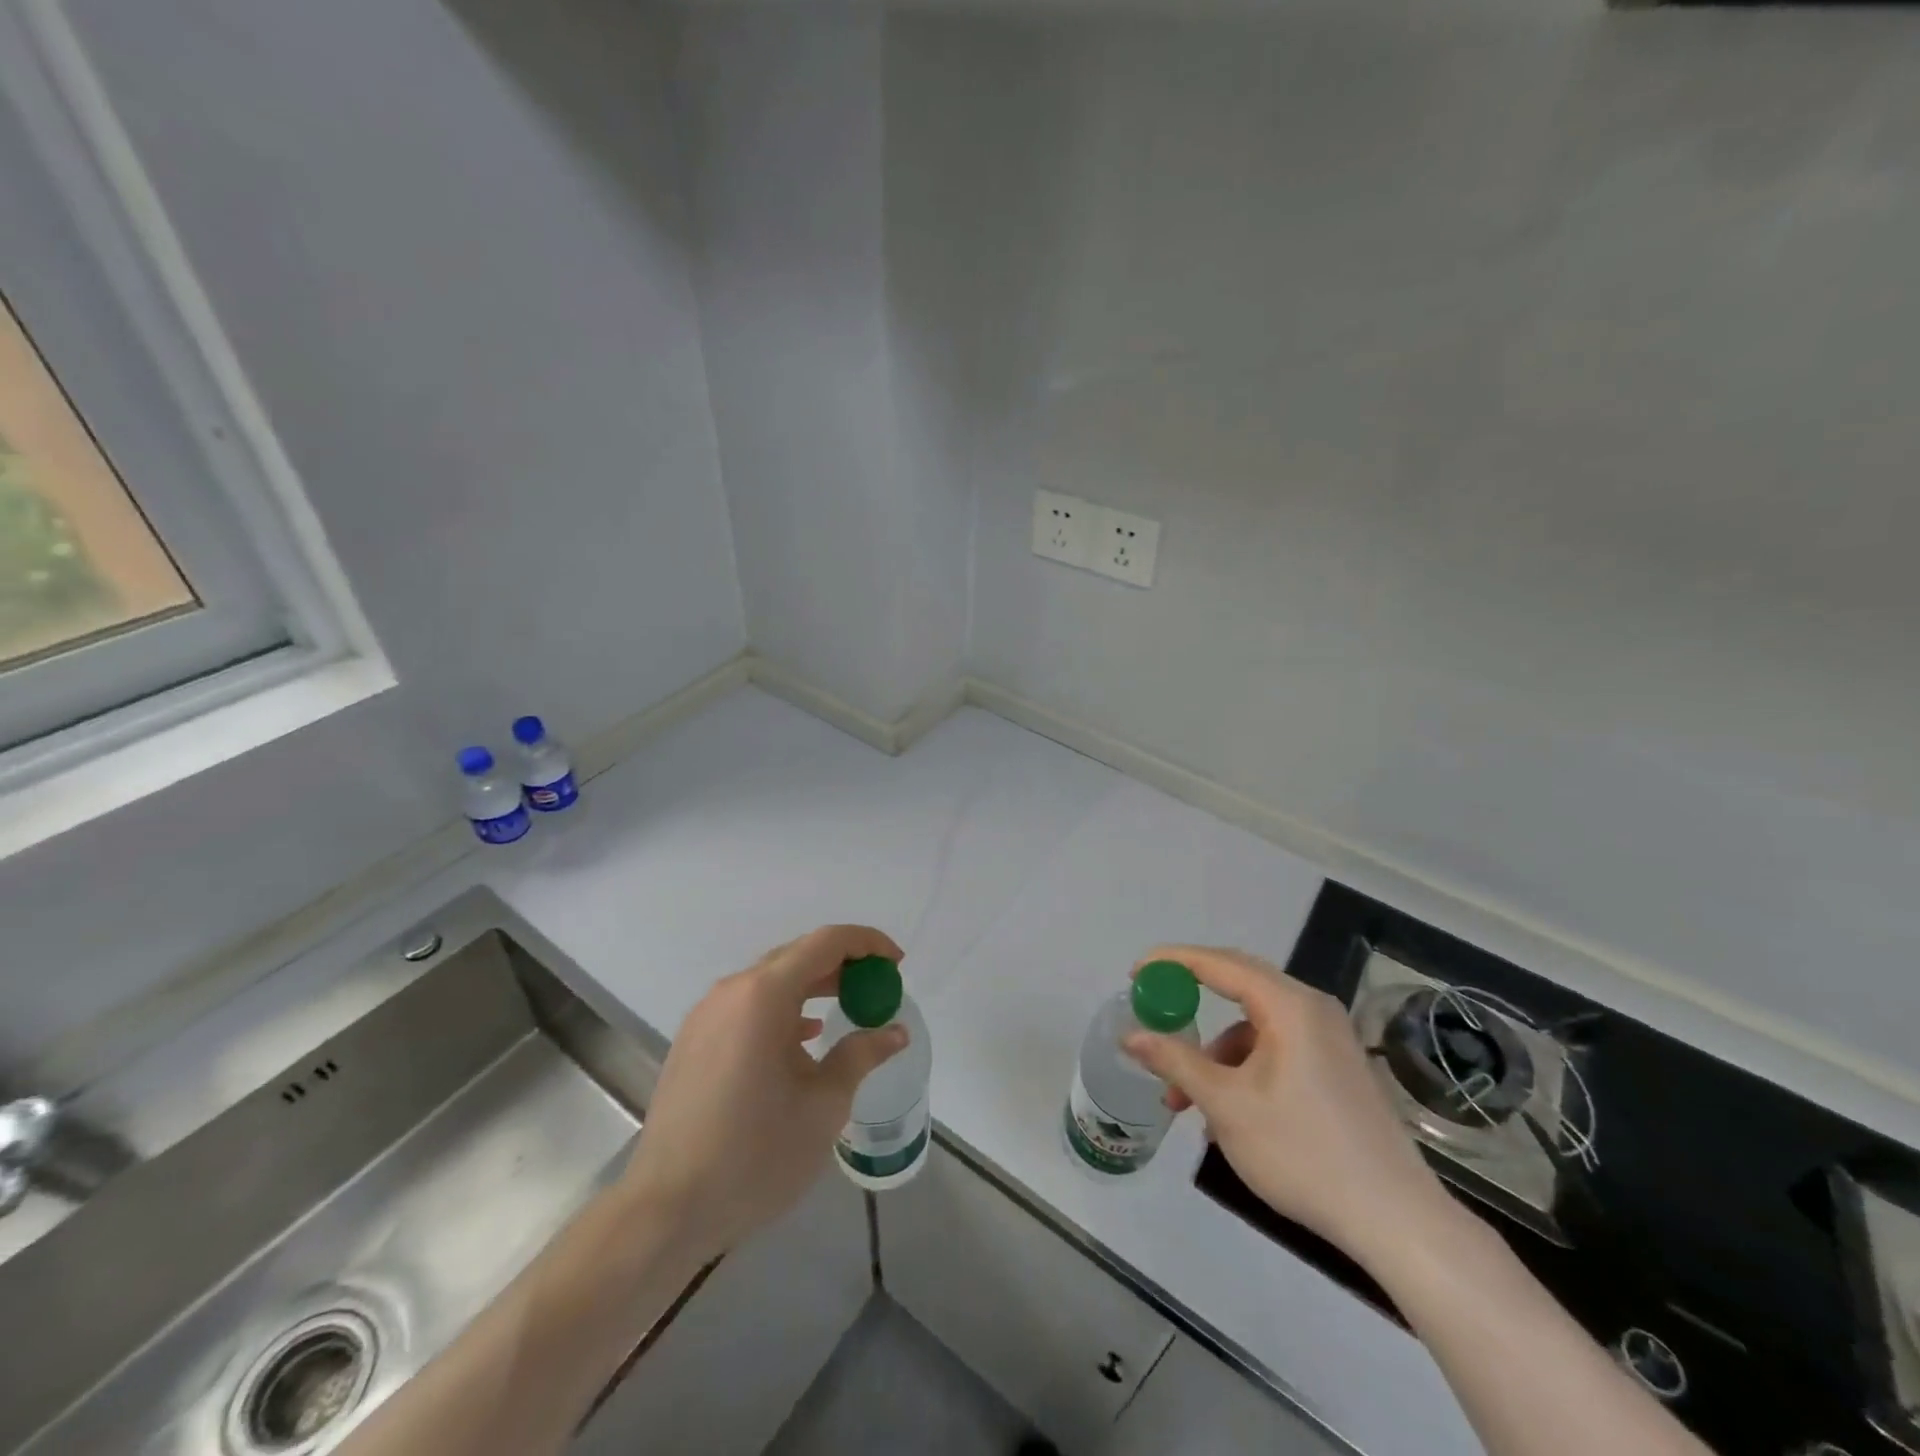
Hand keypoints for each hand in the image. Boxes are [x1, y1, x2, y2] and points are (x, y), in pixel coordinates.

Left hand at [619, 925, 907, 1264]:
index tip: (896, 964)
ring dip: (813, 986)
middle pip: (797, 955)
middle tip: (878, 987)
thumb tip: (896, 1031)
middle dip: (843, 964)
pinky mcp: (694, 1040)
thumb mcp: (824, 1106)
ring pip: (771, 980)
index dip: (867, 944)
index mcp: (764, 996)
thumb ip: (861, 1056)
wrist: (666, 1210)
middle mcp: (732, 991)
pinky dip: (784, 1008)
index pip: (826, 942)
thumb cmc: (755, 1154)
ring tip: (848, 1008)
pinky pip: (748, 1005)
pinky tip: (803, 1038)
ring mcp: (707, 1015)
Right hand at [1122, 944, 1446, 1269]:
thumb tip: (1130, 1035)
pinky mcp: (1337, 1068)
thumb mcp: (1226, 1104)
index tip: (1135, 973)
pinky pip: (1276, 1048)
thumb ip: (1175, 1061)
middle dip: (1190, 1002)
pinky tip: (1227, 1115)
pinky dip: (1243, 1068)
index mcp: (1289, 1005)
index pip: (1219, 963)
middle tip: (1153, 1012)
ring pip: (1255, 1026)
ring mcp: (1329, 1039)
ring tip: (1185, 1100)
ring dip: (1215, 1053)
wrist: (1395, 1220)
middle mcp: (1312, 1009)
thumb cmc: (1302, 1151)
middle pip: (1238, 985)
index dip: (1172, 962)